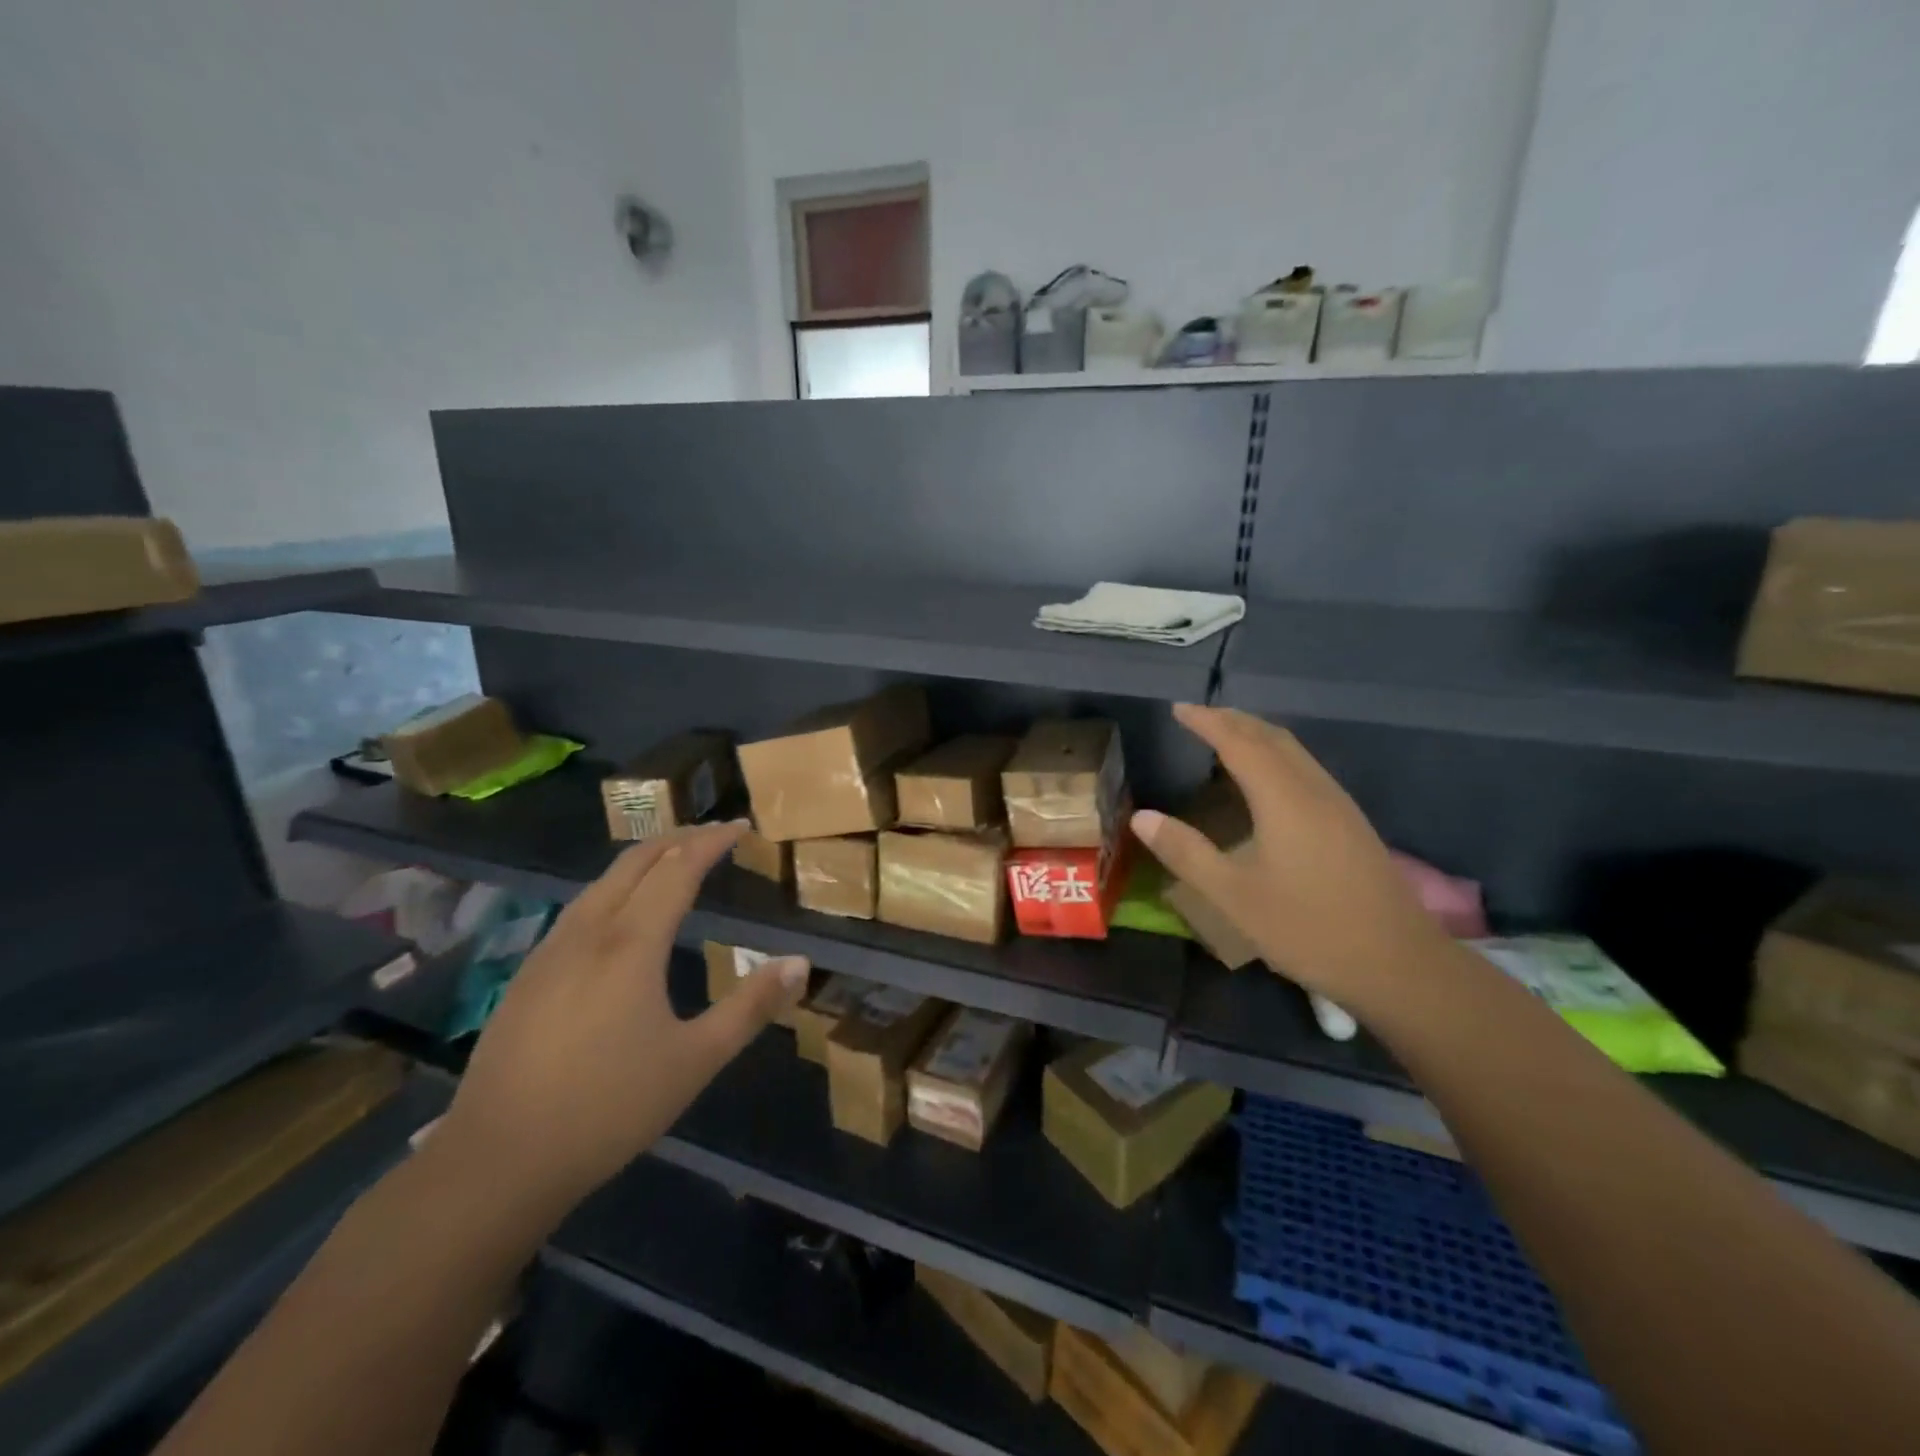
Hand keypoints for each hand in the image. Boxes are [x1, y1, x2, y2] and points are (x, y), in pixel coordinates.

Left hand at [435, 821, 807, 1213]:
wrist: (497, 1162)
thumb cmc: (609, 1108)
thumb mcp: (696, 1060)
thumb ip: (750, 1007)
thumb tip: (800, 963)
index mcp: (632, 943)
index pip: (678, 867)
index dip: (711, 841)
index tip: (740, 827)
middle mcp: (588, 932)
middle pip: (635, 861)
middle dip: (676, 839)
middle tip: (712, 835)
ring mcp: (550, 952)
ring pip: (601, 882)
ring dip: (642, 861)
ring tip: (672, 863)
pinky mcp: (527, 976)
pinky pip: (579, 909)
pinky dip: (614, 890)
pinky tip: (619, 918)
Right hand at [1133, 705, 1449, 1010]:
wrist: (1400, 965)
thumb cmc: (1309, 929)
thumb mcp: (1234, 896)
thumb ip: (1186, 853)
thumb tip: (1141, 817)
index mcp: (1283, 799)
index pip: (1238, 743)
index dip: (1207, 722)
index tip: (1177, 709)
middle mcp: (1314, 790)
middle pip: (1271, 737)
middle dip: (1233, 720)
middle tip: (1197, 716)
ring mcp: (1339, 806)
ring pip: (1294, 751)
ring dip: (1257, 735)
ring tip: (1226, 737)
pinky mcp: (1351, 824)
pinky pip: (1306, 769)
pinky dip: (1277, 756)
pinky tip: (1268, 780)